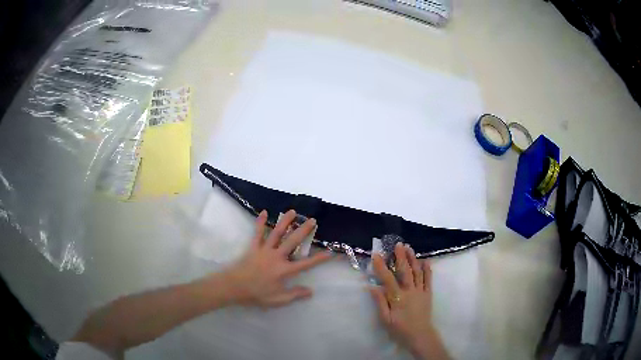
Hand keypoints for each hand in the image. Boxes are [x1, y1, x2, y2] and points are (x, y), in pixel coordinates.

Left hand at [222, 210, 331, 307]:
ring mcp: (264, 250)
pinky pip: (257, 233)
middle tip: (312, 220)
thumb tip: (311, 291)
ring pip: (276, 233)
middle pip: (292, 241)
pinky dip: (260, 222)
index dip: (319, 258)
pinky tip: (264, 212)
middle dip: (304, 231)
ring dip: (285, 221)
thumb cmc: (256, 294)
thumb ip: (295, 294)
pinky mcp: (253, 247)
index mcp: (284, 270)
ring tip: (293, 211)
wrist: (234, 287)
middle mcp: (277, 257)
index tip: (330, 252)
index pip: (306, 264)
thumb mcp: (278, 300)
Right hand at [370, 243, 448, 359]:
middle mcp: (410, 291)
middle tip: (398, 244)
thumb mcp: (385, 320)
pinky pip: (428, 279)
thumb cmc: (399, 329)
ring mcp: (420, 291)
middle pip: (405, 271)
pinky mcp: (428, 293)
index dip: (381, 267)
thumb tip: (372, 287)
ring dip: (413, 259)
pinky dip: (427, 269)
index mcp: (397, 298)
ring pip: (417, 272)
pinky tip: (425, 261)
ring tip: (410, 248)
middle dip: (401, 257)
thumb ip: (380, 303)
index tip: (376, 255)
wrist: (419, 335)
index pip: (388, 279)